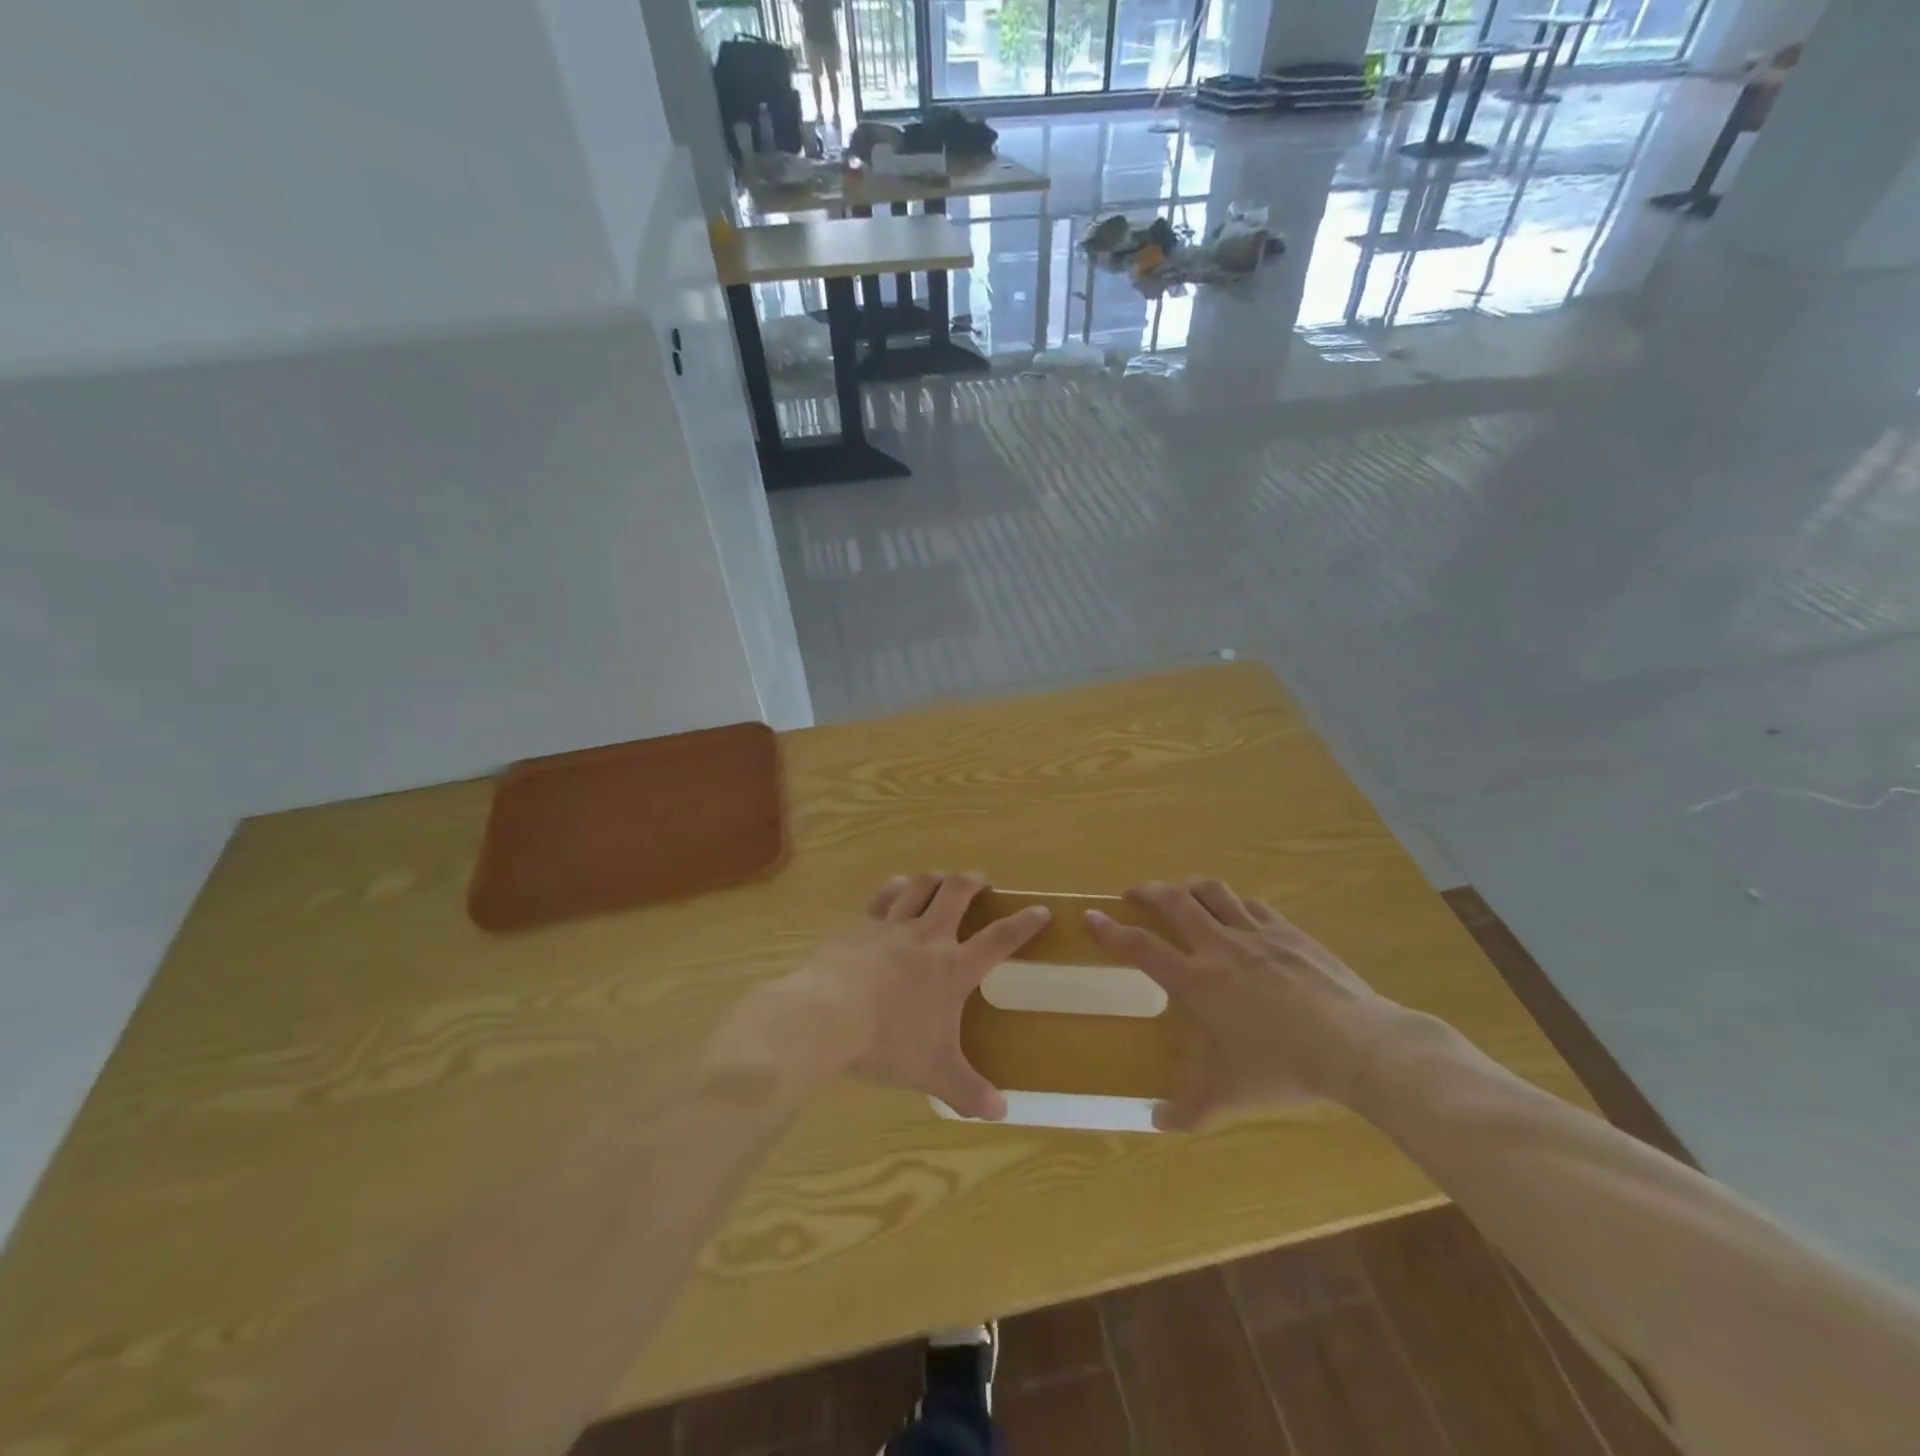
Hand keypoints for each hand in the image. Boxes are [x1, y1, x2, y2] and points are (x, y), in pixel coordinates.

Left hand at [712, 873, 1048, 1119]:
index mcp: (953, 967)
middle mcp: (927, 936)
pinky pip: (882, 897)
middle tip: (982, 882)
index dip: (1023, 923)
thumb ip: (968, 1091)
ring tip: (941, 881)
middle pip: (957, 892)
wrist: (827, 1016)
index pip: (1000, 938)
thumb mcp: (933, 1073)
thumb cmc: (888, 1042)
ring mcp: (891, 926)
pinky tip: (896, 890)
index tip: (1041, 910)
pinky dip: (894, 889)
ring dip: (935, 878)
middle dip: (974, 881)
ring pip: (919, 885)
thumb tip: (1000, 1114)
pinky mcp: (860, 926)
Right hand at [1085, 878, 1403, 1130]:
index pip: (1140, 946)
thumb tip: (1157, 1123)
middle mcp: (1219, 946)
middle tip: (1133, 894)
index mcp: (1196, 981)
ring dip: (1190, 888)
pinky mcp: (1288, 931)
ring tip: (1182, 895)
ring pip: (1212, 891)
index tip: (1091, 916)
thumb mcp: (1231, 1093)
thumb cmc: (1283, 1067)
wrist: (1356, 1045)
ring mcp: (1255, 933)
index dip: (1110, 930)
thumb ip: (1191, 1108)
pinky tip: (1239, 916)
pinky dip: (1235, 905)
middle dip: (1147, 891)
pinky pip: (1252, 905)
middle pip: (1173, 900)